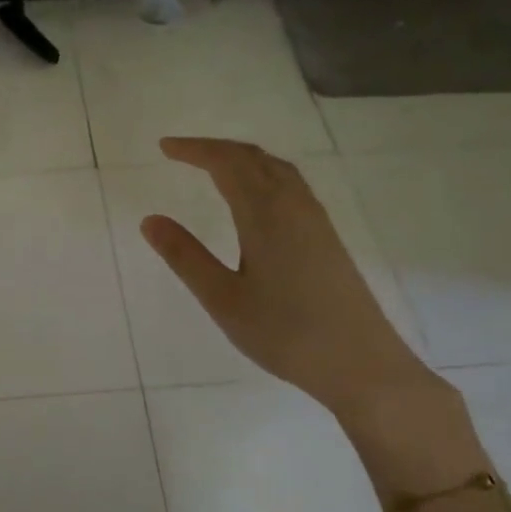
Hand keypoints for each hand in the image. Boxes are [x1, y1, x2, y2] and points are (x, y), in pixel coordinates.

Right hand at [140, 137, 438, 418]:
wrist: (360, 363)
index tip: (164, 148)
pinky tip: (257, 199)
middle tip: (182, 152)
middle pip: (254, 158)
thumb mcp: (223, 299)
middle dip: (216, 149)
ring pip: (277, 169)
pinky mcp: (327, 238)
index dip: (194, 150)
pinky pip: (292, 186)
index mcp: (265, 215)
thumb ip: (186, 257)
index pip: (227, 164)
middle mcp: (294, 206)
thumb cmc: (285, 333)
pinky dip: (264, 175)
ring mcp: (316, 221)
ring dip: (243, 159)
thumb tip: (150, 220)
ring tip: (214, 167)